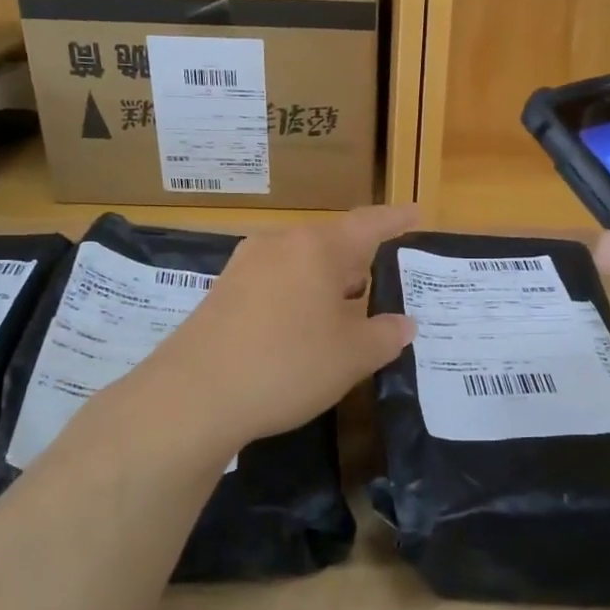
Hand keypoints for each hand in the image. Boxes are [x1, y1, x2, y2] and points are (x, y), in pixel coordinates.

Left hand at [137, 204, 418, 452]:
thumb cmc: (287, 364)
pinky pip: (274, 281)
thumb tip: (404, 324)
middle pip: (331, 242)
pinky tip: (301, 325)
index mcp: (318, 248)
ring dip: (327, 280)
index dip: (396, 220)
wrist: (192, 395)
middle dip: (359, 259)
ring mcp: (245, 265)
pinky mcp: (222, 291)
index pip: (369, 224)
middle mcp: (280, 244)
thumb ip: (385, 335)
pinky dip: (298, 294)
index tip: (417, 213)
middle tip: (383, 278)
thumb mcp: (351, 357)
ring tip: (346, 305)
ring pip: (300, 262)